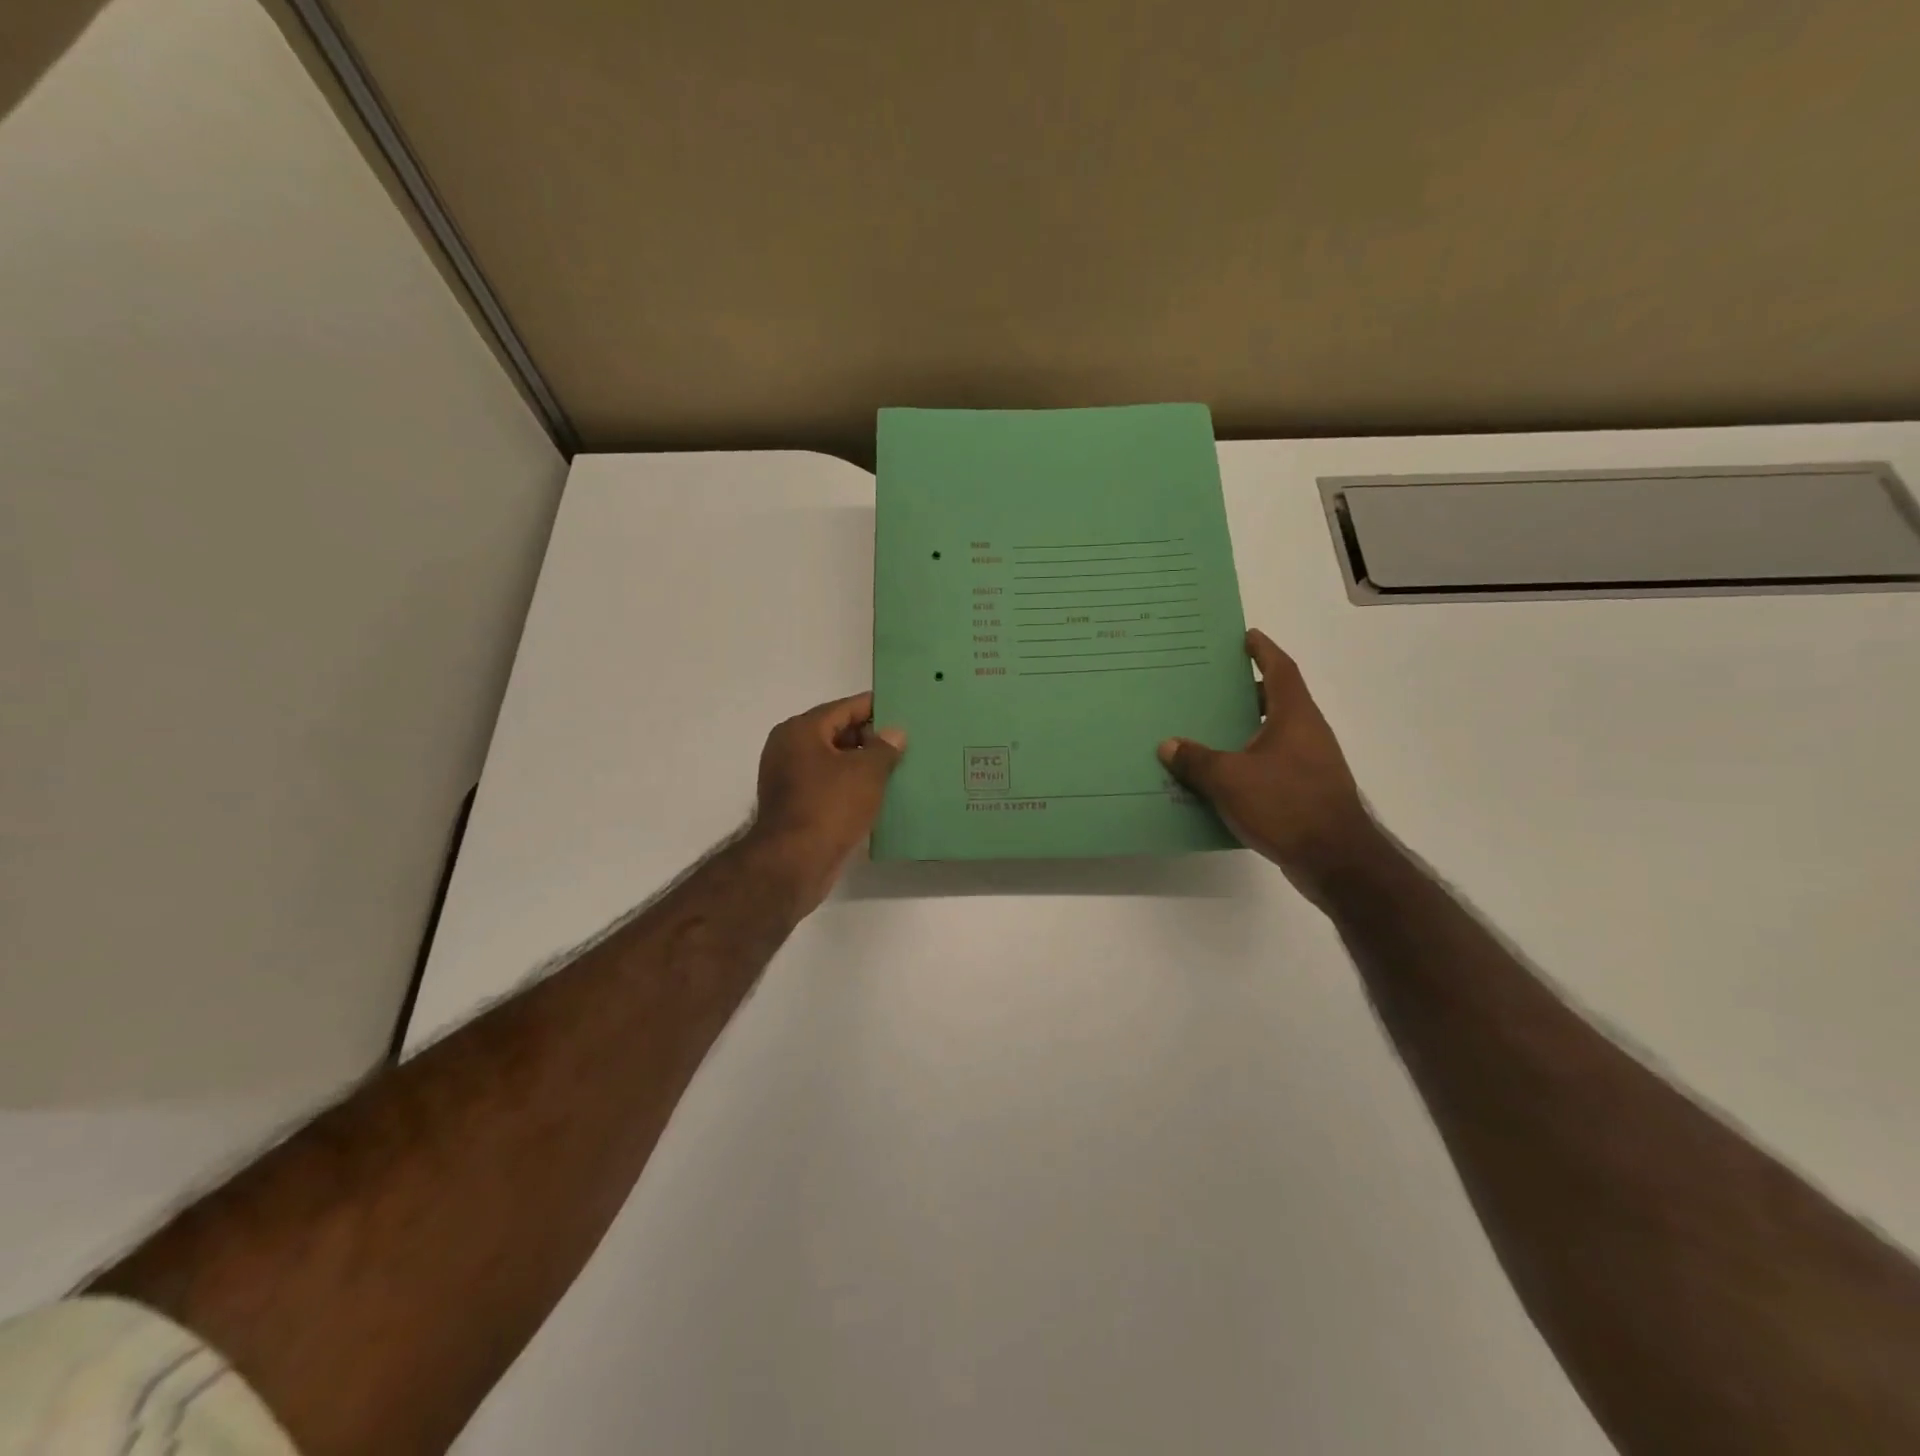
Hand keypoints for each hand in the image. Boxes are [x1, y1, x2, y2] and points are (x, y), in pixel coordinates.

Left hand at [746, 692, 905, 914]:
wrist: (794, 862)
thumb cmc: (830, 806)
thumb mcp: (866, 772)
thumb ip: (884, 747)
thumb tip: (894, 733)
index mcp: (801, 730)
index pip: (844, 708)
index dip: (874, 708)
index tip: (902, 710)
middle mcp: (788, 748)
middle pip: (836, 733)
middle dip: (869, 737)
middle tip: (905, 743)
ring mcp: (788, 778)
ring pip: (833, 761)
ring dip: (860, 764)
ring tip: (896, 767)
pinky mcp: (794, 805)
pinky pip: (828, 785)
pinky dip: (849, 785)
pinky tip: (875, 793)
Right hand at [1158, 628, 1378, 903]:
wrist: (1335, 859)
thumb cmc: (1285, 804)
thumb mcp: (1229, 779)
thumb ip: (1196, 760)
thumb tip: (1169, 745)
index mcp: (1294, 716)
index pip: (1280, 670)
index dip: (1263, 651)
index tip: (1246, 636)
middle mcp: (1307, 733)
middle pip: (1276, 700)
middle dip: (1246, 691)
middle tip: (1212, 685)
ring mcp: (1310, 764)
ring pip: (1273, 735)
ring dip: (1245, 729)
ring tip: (1207, 728)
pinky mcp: (1306, 791)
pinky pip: (1271, 765)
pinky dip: (1248, 762)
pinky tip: (1221, 775)